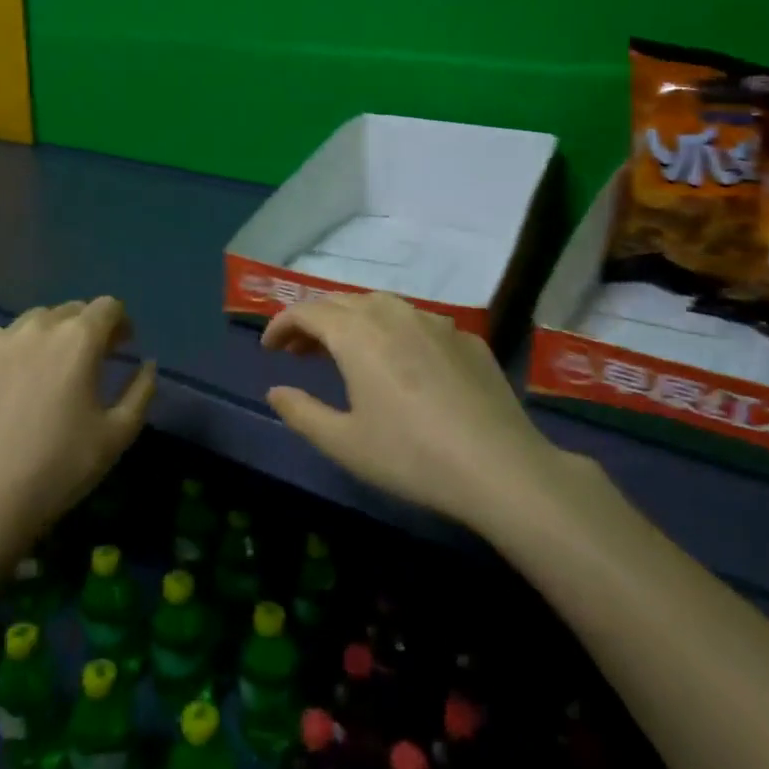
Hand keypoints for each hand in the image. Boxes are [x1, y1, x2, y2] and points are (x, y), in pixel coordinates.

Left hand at [0, 298, 156, 544]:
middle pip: (72, 310)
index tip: (122, 347)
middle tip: (89, 362)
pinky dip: (16, 350)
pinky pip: (1, 340)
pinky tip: (14, 384)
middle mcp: (38, 327)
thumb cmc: (61, 466)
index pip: (108, 306)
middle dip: (87, 328)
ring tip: (49, 371)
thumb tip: (146, 364)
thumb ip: (141, 390)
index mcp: (79, 339)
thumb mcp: (119, 433)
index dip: (120, 323)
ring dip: (51, 335)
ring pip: (34, 321)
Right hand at [262, 292, 582, 528]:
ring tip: (345, 350)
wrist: (499, 467)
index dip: (282, 324)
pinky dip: (393, 332)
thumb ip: (301, 412)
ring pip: (382, 305)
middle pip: (342, 302)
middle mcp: (393, 315)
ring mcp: (435, 322)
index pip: (308, 312)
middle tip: (299, 350)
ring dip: (353, 320)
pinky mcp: (466, 339)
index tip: (269, 348)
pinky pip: (418, 322)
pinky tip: (402, 363)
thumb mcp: (344, 442)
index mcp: (357, 334)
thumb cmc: (411, 456)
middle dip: (314, 321)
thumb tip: (275, 391)